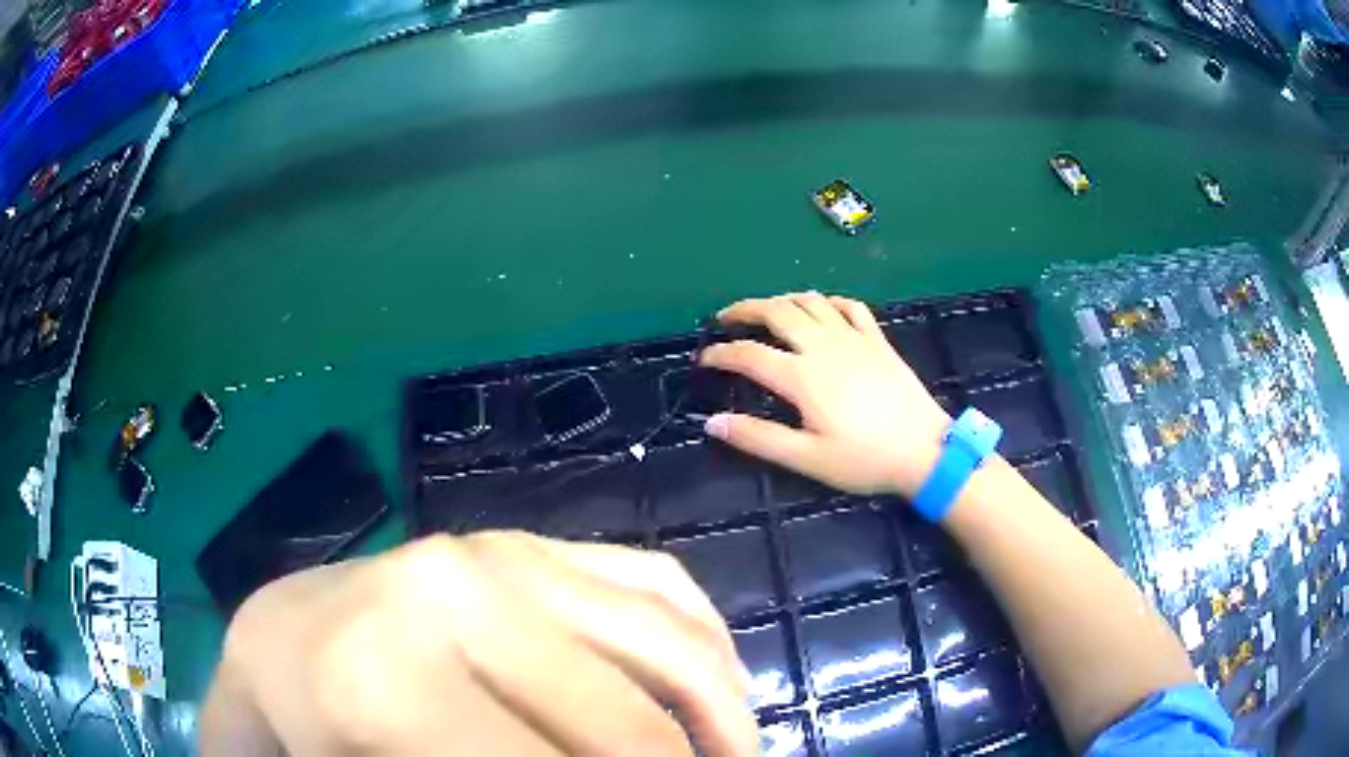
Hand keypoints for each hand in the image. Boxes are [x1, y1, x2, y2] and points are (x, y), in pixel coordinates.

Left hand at [202, 532, 757, 756]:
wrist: (286, 635)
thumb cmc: (315, 727)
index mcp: (391, 679)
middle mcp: (455, 597)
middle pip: (623, 725)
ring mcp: (503, 553)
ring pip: (666, 642)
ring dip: (720, 714)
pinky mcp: (531, 540)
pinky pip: (656, 581)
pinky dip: (706, 637)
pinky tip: (719, 684)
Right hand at [700, 292, 949, 497]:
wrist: (925, 451)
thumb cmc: (864, 460)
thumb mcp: (807, 458)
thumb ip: (758, 438)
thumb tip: (712, 422)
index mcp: (802, 377)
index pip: (749, 355)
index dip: (722, 354)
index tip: (705, 358)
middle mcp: (823, 347)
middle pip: (776, 312)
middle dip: (745, 309)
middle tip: (725, 317)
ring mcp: (853, 338)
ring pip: (810, 302)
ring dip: (782, 300)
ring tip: (765, 309)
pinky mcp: (877, 340)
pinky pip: (849, 306)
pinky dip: (827, 301)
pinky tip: (820, 308)